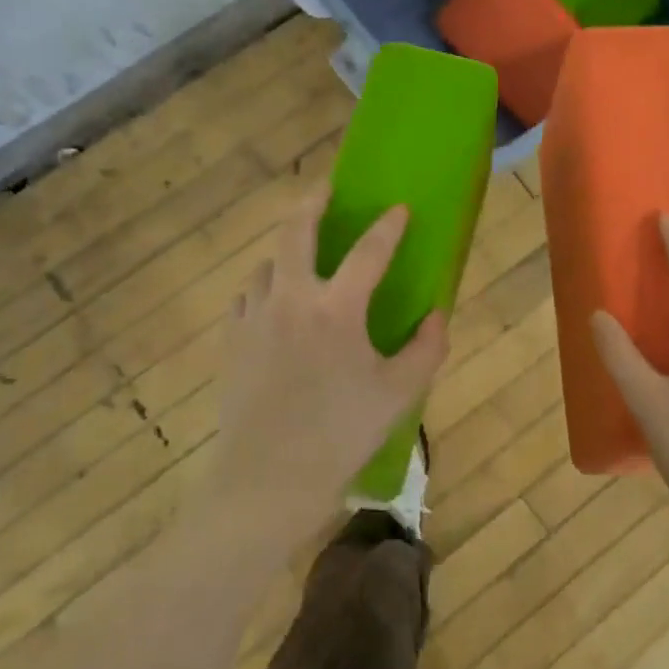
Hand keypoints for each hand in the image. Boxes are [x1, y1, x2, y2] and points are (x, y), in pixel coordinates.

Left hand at [211, 190, 448, 539]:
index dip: (388, 226)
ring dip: (287, 253)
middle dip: (312, 201)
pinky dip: (265, 289)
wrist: (267, 479)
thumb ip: (427, 348)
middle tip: (326, 189)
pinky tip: (275, 306)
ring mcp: (254, 317)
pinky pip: (248, 297)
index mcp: (335, 309)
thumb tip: (437, 314)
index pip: (368, 251)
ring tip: (303, 260)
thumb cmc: (340, 435)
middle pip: (294, 230)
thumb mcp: (398, 393)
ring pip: (267, 264)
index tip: (400, 208)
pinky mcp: (232, 340)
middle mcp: (290, 299)